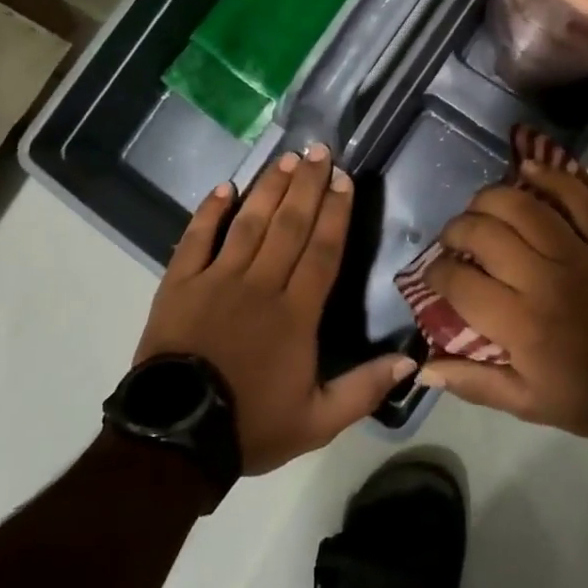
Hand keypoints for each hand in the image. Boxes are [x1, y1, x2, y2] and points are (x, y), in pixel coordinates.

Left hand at [134, 143, 416, 473]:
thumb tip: (411, 360)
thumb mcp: (318, 421)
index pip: (322, 250)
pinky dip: (209, 211)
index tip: (344, 179)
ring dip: (269, 188)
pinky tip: (224, 187)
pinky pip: (196, 237)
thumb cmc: (251, 424)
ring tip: (286, 159)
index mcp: (296, 312)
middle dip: (307, 185)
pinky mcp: (180, 282)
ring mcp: (217, 278)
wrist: (176, 437)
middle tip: (319, 150)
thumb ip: (365, 389)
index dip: (336, 212)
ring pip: (249, 222)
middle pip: (290, 225)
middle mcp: (260, 284)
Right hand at [418, 157, 587, 439]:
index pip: (459, 282)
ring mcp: (580, 254)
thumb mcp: (526, 403)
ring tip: (480, 209)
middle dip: (456, 231)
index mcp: (520, 325)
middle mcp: (544, 280)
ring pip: (522, 206)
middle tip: (454, 240)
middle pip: (484, 233)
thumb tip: (423, 366)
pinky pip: (578, 196)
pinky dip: (550, 176)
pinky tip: (526, 170)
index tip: (435, 274)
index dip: (436, 273)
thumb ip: (472, 383)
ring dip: (490, 199)